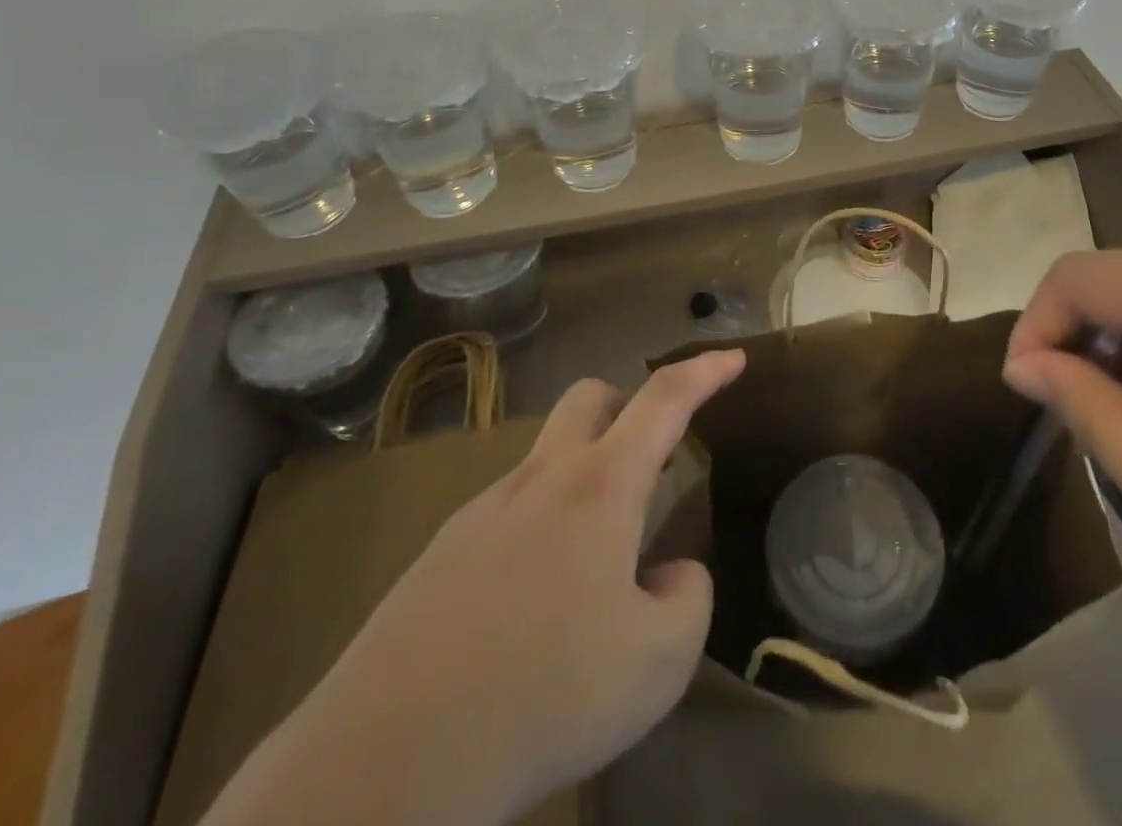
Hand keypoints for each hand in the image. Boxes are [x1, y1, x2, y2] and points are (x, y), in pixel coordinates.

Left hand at [210, 348, 745, 825]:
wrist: (386, 763)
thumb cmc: (544, 695)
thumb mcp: (658, 662)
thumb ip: (686, 599)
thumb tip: (668, 574)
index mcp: (599, 487)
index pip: (664, 399)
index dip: (705, 371)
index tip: (735, 358)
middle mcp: (541, 479)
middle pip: (591, 397)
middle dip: (631, 405)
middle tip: (654, 456)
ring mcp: (483, 511)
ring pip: (547, 455)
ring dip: (585, 476)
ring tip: (596, 561)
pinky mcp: (441, 553)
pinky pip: (509, 510)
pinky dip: (542, 527)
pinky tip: (534, 604)